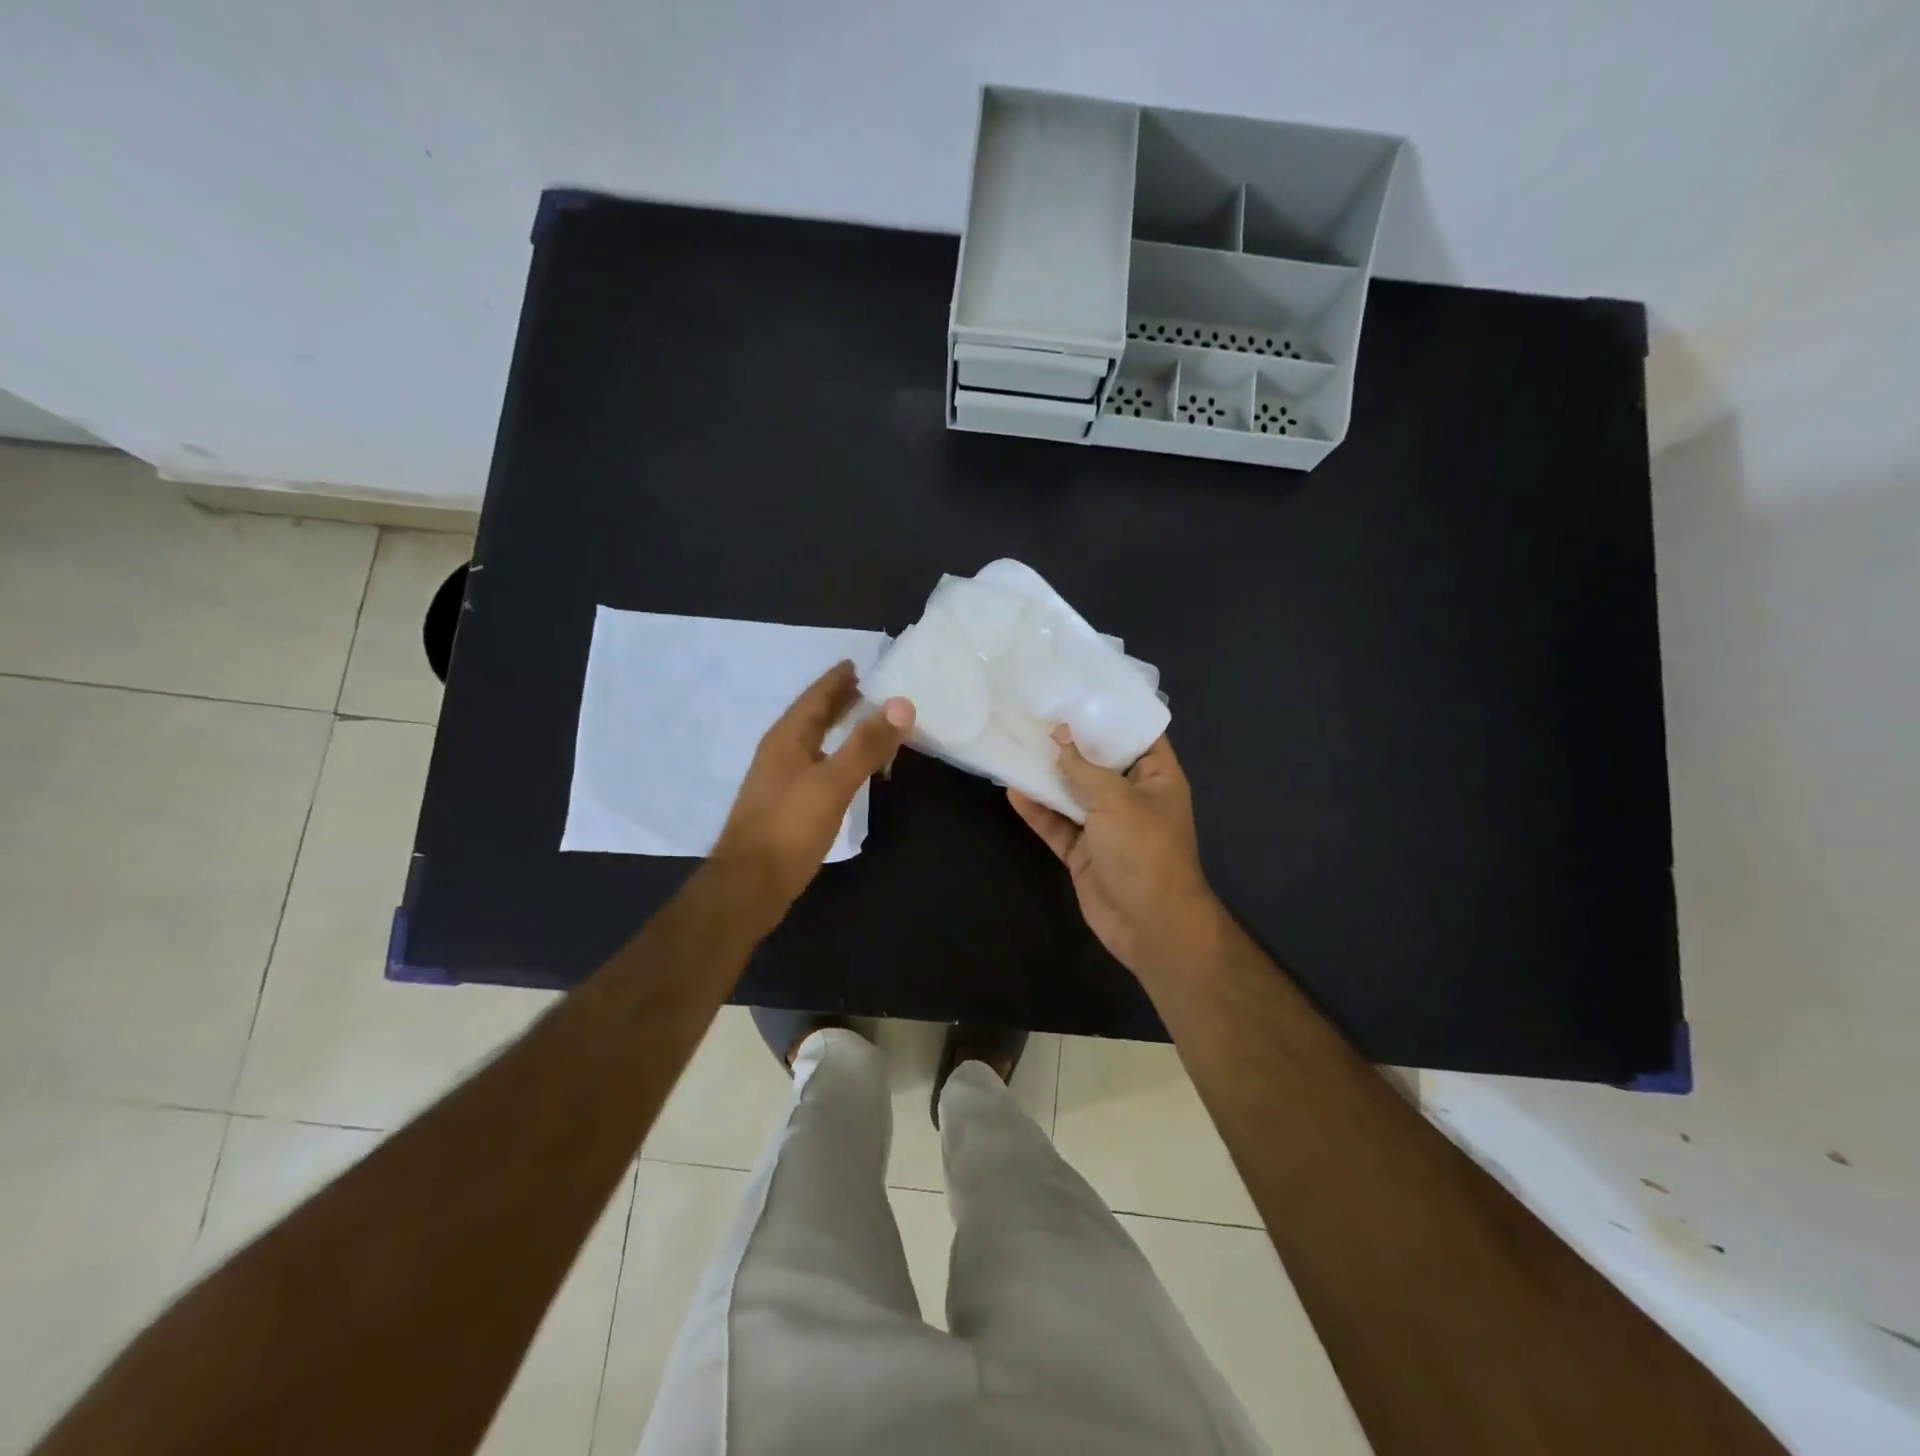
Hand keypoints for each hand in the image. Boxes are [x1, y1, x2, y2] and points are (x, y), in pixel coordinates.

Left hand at [711, 661, 914, 913]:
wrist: (750, 884)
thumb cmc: (789, 828)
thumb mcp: (833, 783)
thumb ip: (866, 744)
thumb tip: (902, 704)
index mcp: (787, 739)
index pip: (815, 697)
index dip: (836, 680)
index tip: (858, 663)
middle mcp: (780, 753)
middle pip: (811, 717)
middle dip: (837, 701)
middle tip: (868, 688)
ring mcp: (779, 780)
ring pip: (813, 742)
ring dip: (837, 728)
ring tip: (864, 722)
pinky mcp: (785, 806)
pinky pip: (815, 766)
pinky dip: (835, 756)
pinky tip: (847, 769)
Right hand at [1008, 728, 1224, 986]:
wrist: (1150, 925)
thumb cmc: (1145, 851)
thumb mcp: (1116, 800)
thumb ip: (1084, 768)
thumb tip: (1059, 737)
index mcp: (1156, 777)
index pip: (1137, 734)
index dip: (1110, 713)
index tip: (1077, 691)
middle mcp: (1131, 796)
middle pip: (1098, 762)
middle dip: (1070, 742)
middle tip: (1035, 713)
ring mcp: (1105, 825)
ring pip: (1073, 792)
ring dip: (1048, 774)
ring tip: (1017, 744)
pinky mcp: (1083, 850)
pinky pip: (1057, 824)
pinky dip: (1037, 810)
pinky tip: (1013, 790)